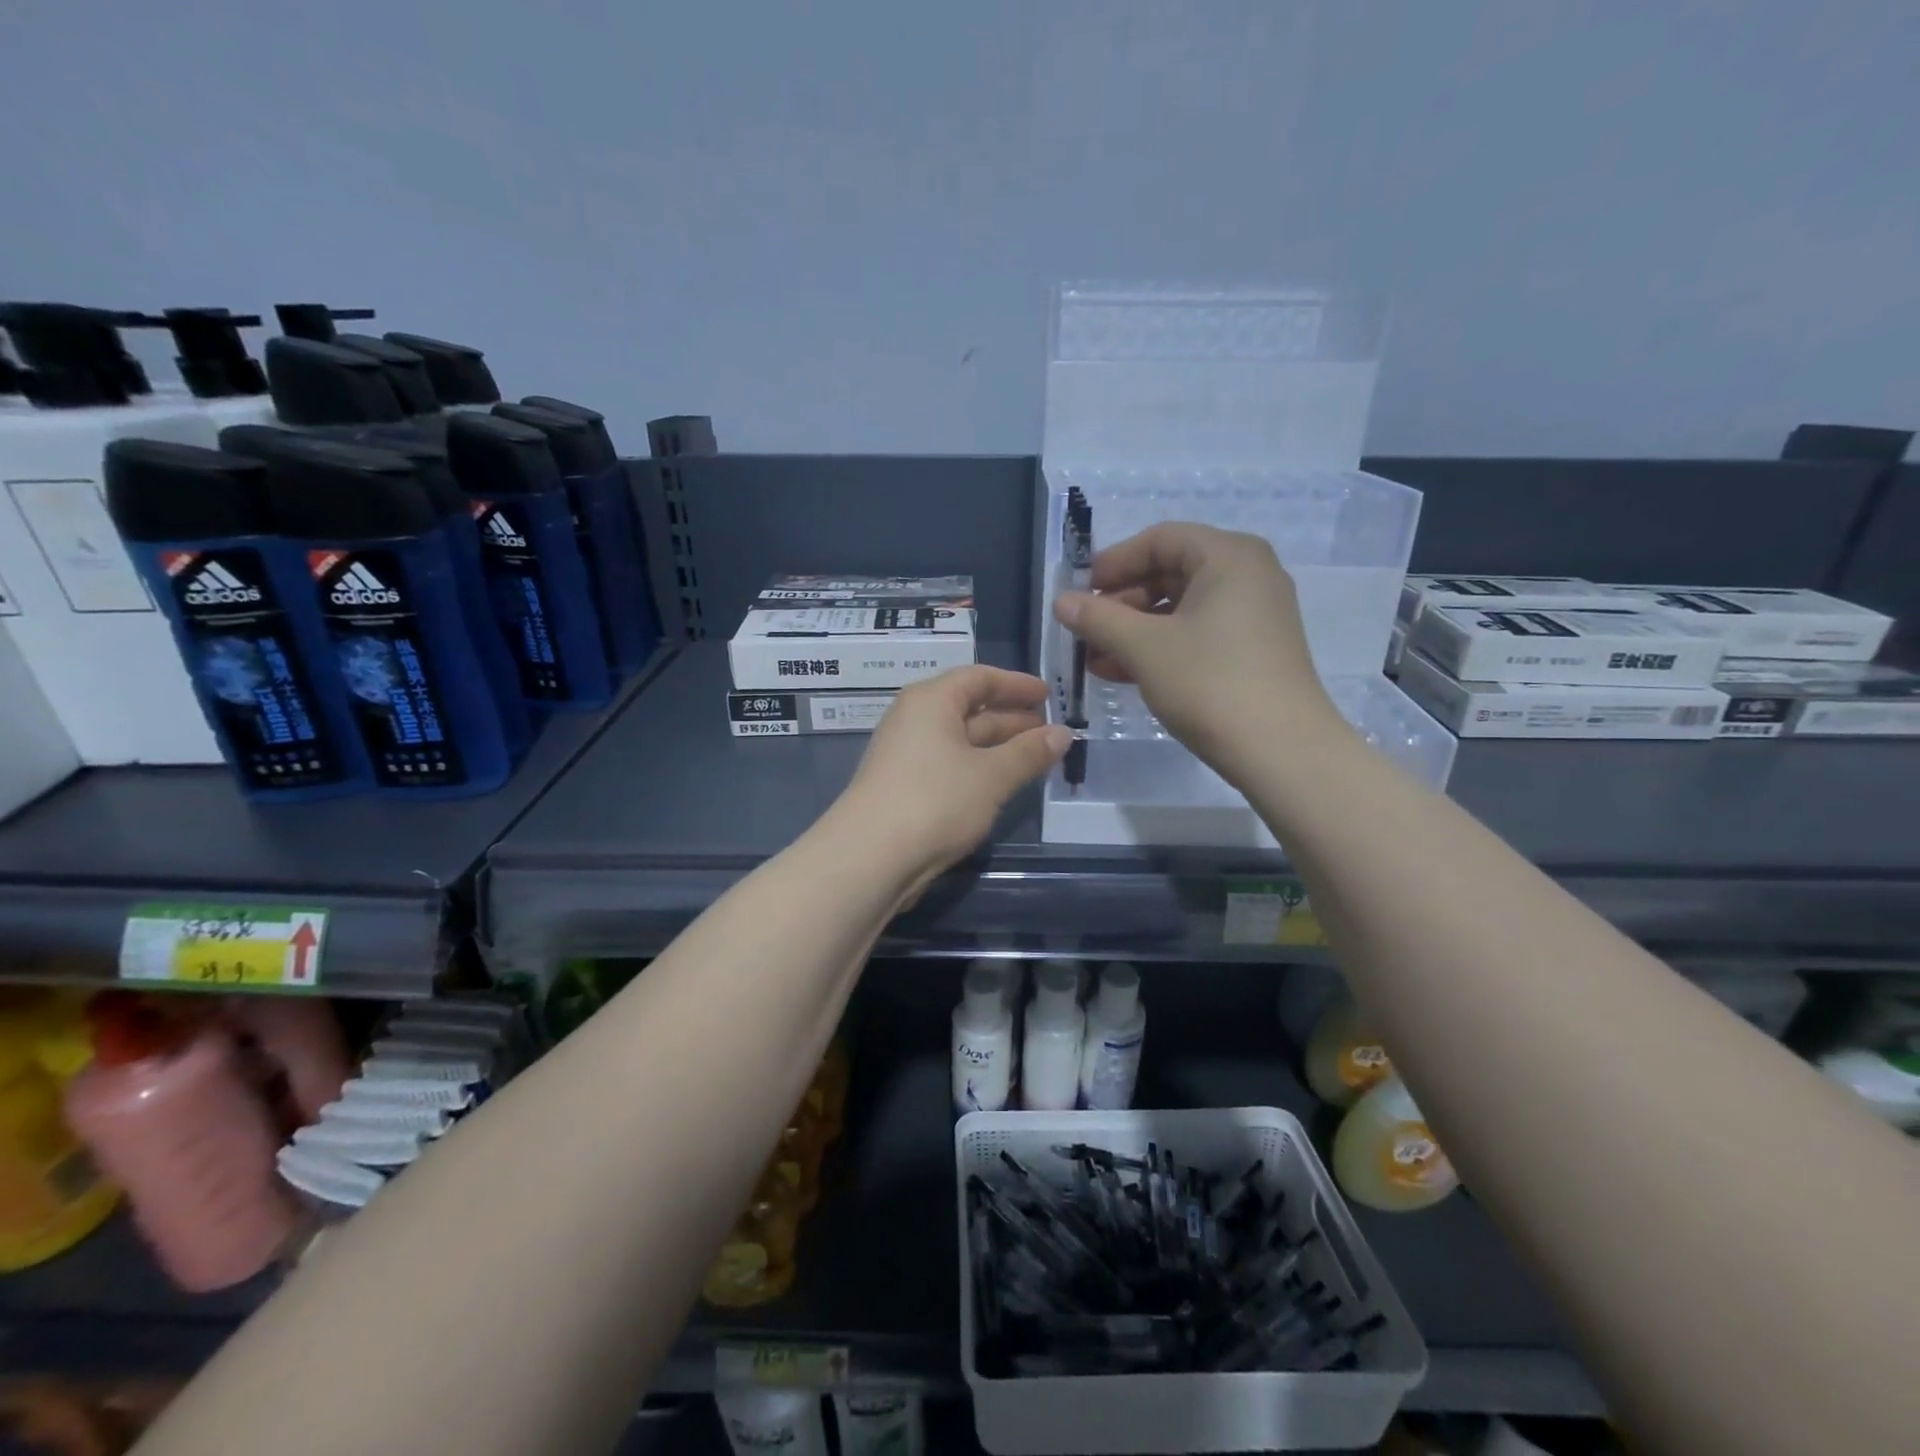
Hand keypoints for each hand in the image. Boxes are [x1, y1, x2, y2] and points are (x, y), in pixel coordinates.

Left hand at [830, 666, 1071, 888]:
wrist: (870, 858)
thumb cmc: (935, 800)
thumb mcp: (991, 775)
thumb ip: (1028, 753)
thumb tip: (1063, 733)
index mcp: (931, 701)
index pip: (978, 678)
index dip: (1015, 684)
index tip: (1047, 694)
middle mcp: (914, 720)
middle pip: (968, 708)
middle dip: (1010, 718)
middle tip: (1049, 730)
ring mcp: (906, 756)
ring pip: (960, 741)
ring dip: (997, 747)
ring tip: (1036, 757)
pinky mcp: (904, 788)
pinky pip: (950, 766)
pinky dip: (979, 769)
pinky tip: (1002, 785)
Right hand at [1053, 522, 1341, 774]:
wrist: (1281, 750)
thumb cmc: (1210, 683)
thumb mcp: (1144, 648)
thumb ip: (1099, 619)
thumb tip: (1061, 601)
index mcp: (1229, 556)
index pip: (1159, 540)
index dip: (1114, 563)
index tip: (1079, 593)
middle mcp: (1248, 575)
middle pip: (1170, 572)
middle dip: (1121, 602)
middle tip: (1085, 630)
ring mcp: (1254, 615)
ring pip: (1181, 608)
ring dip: (1134, 630)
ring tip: (1095, 659)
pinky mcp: (1253, 651)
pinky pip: (1197, 634)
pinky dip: (1160, 647)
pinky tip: (1123, 673)